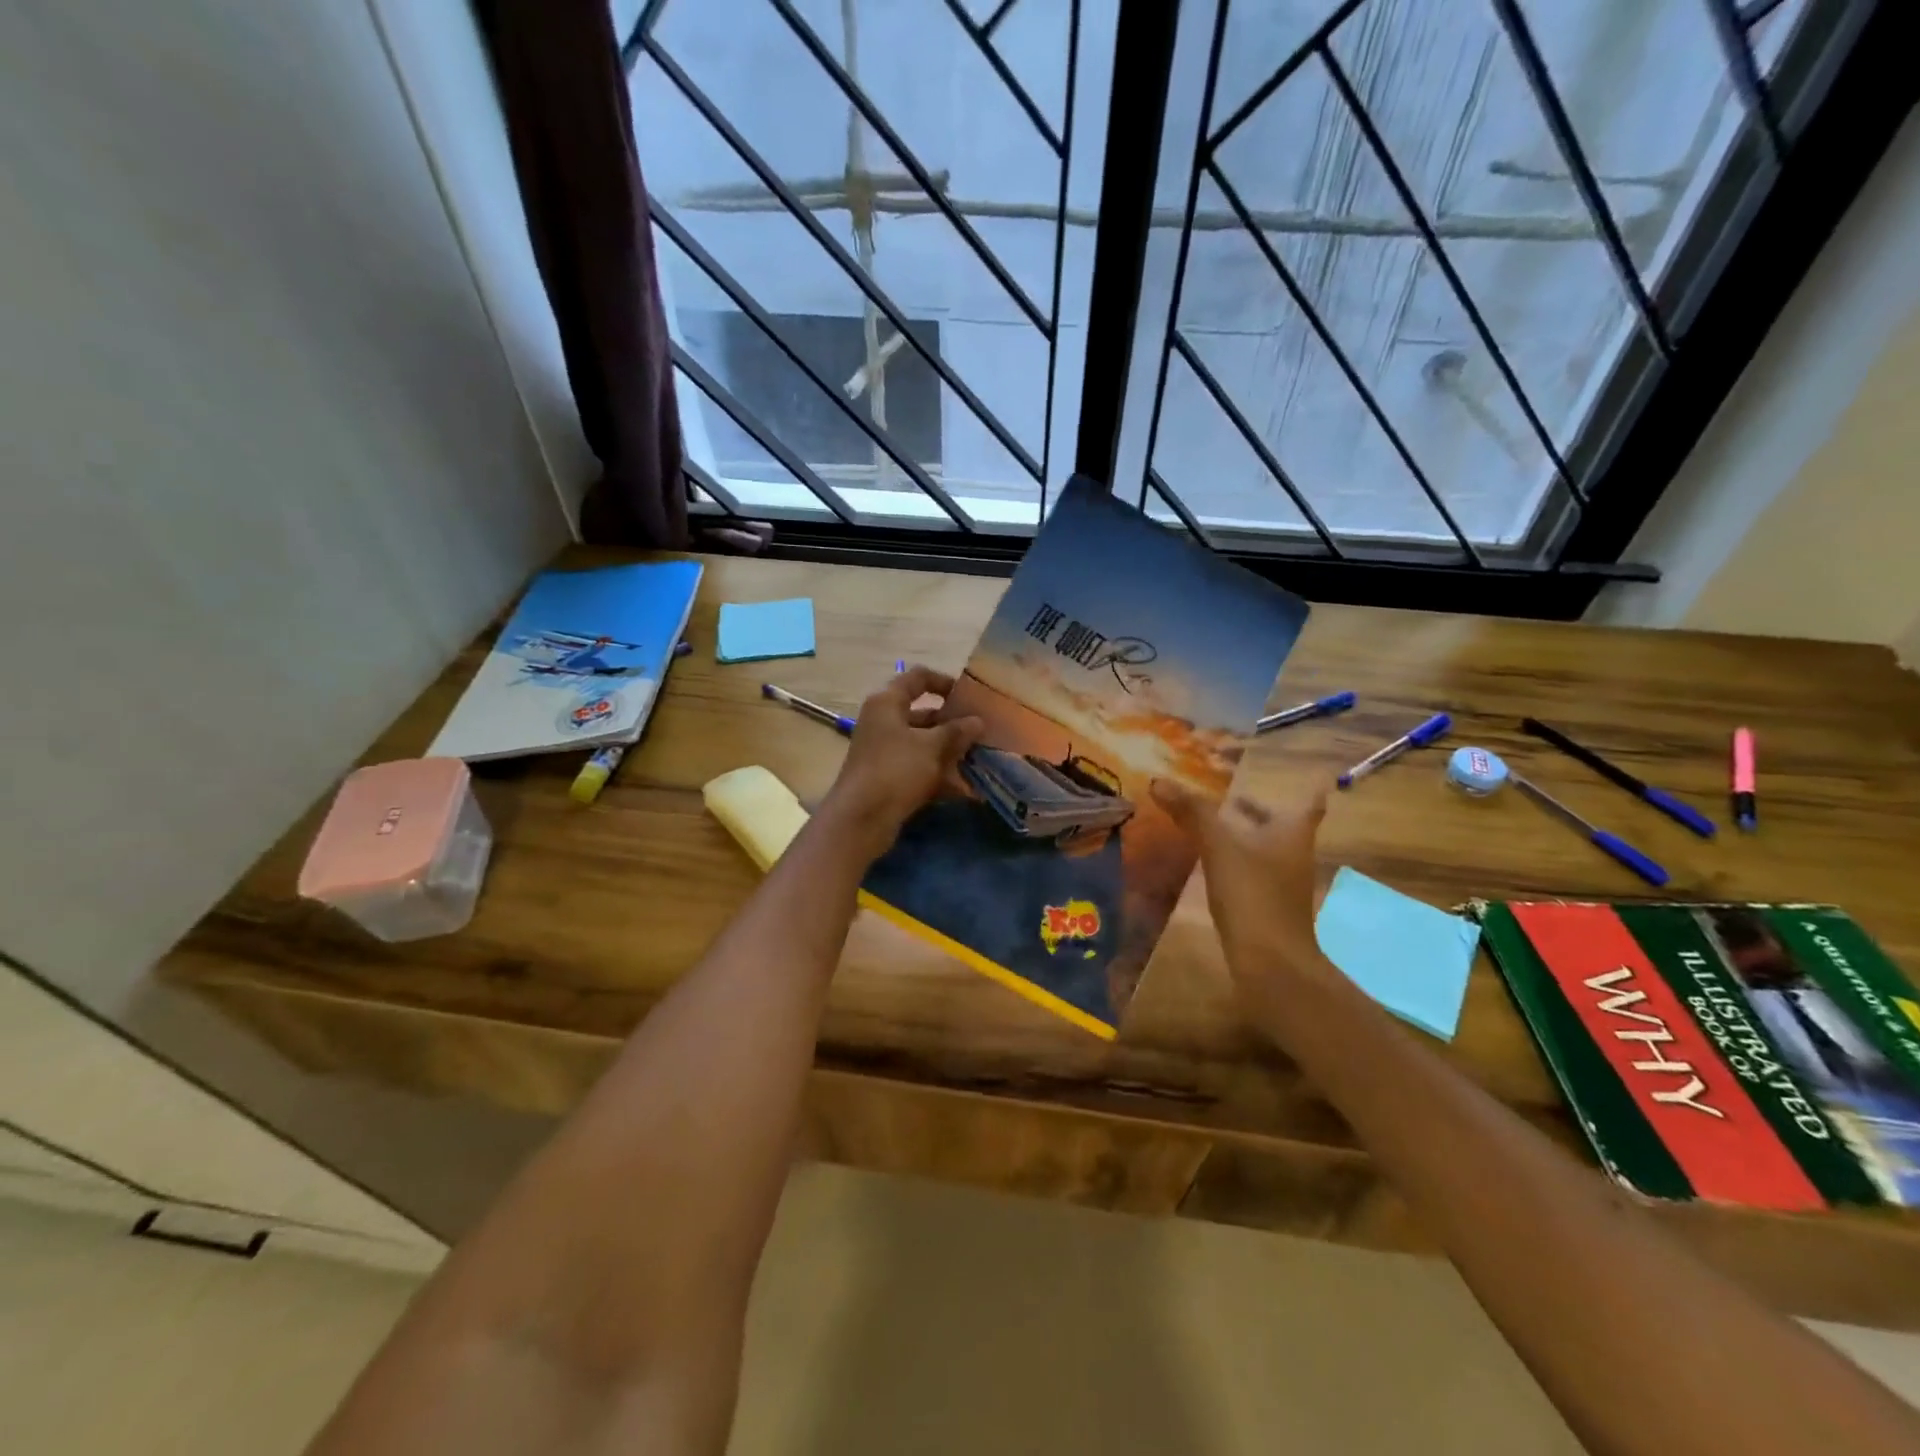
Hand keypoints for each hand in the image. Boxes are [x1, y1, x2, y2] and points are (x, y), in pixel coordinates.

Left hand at [822, 666, 983, 860]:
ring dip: (950, 751)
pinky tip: (966, 789)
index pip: (917, 678)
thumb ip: (956, 731)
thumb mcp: (931, 746)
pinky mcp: (888, 776)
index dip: (944, 682)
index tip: (969, 696)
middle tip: (982, 731)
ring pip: (923, 743)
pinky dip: (940, 774)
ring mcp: (884, 750)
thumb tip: (977, 721)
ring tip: (980, 759)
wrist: (861, 818)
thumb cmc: (896, 769)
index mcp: (887, 703)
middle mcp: (883, 722)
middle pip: (923, 714)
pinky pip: (919, 767)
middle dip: (953, 724)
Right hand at [1152, 778, 1334, 1011]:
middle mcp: (1294, 854)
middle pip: (1281, 825)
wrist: (1272, 963)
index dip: (1305, 787)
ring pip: (1265, 849)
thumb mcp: (1219, 847)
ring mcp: (1283, 884)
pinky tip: (1212, 864)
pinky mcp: (1268, 907)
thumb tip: (1159, 781)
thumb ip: (1192, 813)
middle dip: (1259, 811)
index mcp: (1292, 833)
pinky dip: (1236, 860)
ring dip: (1245, 835)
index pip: (1308, 802)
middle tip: (1233, 795)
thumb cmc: (1253, 895)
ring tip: (1215, 824)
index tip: (1296, 773)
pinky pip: (1252, 872)